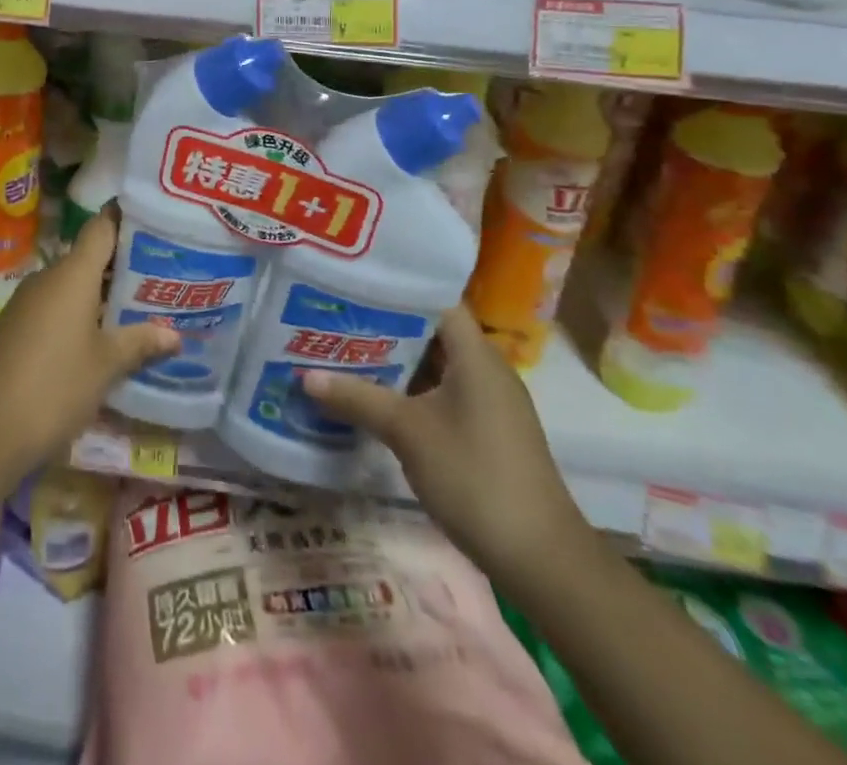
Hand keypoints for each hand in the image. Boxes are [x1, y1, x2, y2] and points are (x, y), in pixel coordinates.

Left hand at [0, 204, 179, 481]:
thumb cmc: (54, 387)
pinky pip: (54, 308)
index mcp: (71, 274)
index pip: (102, 227)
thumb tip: (174, 334)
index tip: (156, 220)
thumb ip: (139, 343)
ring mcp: (25, 303)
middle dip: (123, 266)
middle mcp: (47, 278)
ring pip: (71, 286)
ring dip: (101, 295)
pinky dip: (78, 315)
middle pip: (89, 257)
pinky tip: (100, 339)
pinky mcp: (13, 328)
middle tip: (161, 276)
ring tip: (138, 309)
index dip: (127, 218)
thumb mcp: (106, 366)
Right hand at [301, 305, 587, 587]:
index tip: (352, 287)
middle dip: (384, 327)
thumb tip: (305, 375)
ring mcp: (490, 402)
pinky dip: (411, 391)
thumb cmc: (474, 477)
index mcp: (476, 354)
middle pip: (431, 333)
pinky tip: (376, 399)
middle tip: (336, 319)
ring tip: (345, 353)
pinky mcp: (488, 431)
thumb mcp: (407, 432)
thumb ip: (357, 398)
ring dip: (395, 363)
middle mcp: (486, 369)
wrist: (541, 560)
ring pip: (435, 367)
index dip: (394, 290)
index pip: (434, 300)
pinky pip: (443, 394)